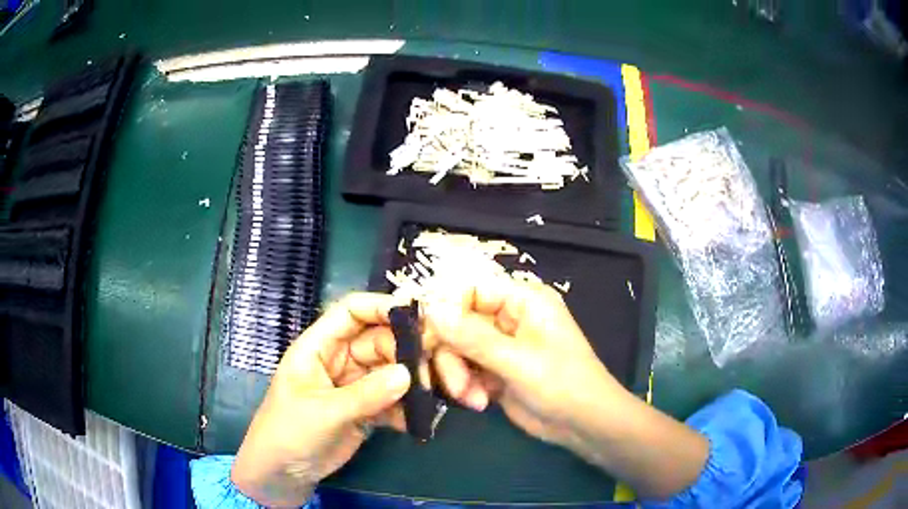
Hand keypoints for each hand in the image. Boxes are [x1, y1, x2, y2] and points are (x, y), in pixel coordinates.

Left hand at [231, 293, 410, 506]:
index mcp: (318, 347)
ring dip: (411, 382)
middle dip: (405, 352)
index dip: (381, 307)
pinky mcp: (365, 410)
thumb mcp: (324, 412)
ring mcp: (354, 386)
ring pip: (390, 371)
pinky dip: (406, 408)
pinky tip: (419, 421)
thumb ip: (366, 394)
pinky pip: (392, 400)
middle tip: (431, 370)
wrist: (283, 473)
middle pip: (379, 341)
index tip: (417, 314)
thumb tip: (408, 374)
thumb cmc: (288, 432)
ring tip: (430, 397)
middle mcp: (339, 360)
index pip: (351, 312)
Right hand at [424, 278, 707, 498]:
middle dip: (451, 355)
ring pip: (457, 348)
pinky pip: (465, 369)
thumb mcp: (517, 361)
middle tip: (454, 384)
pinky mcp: (495, 371)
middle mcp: (509, 317)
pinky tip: (479, 403)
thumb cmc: (562, 384)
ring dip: (457, 375)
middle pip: (458, 322)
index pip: (470, 290)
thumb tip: (431, 309)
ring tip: (473, 400)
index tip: (428, 338)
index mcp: (522, 300)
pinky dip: (465, 386)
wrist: (583, 425)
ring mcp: (500, 346)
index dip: (446, 310)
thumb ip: (472, 336)